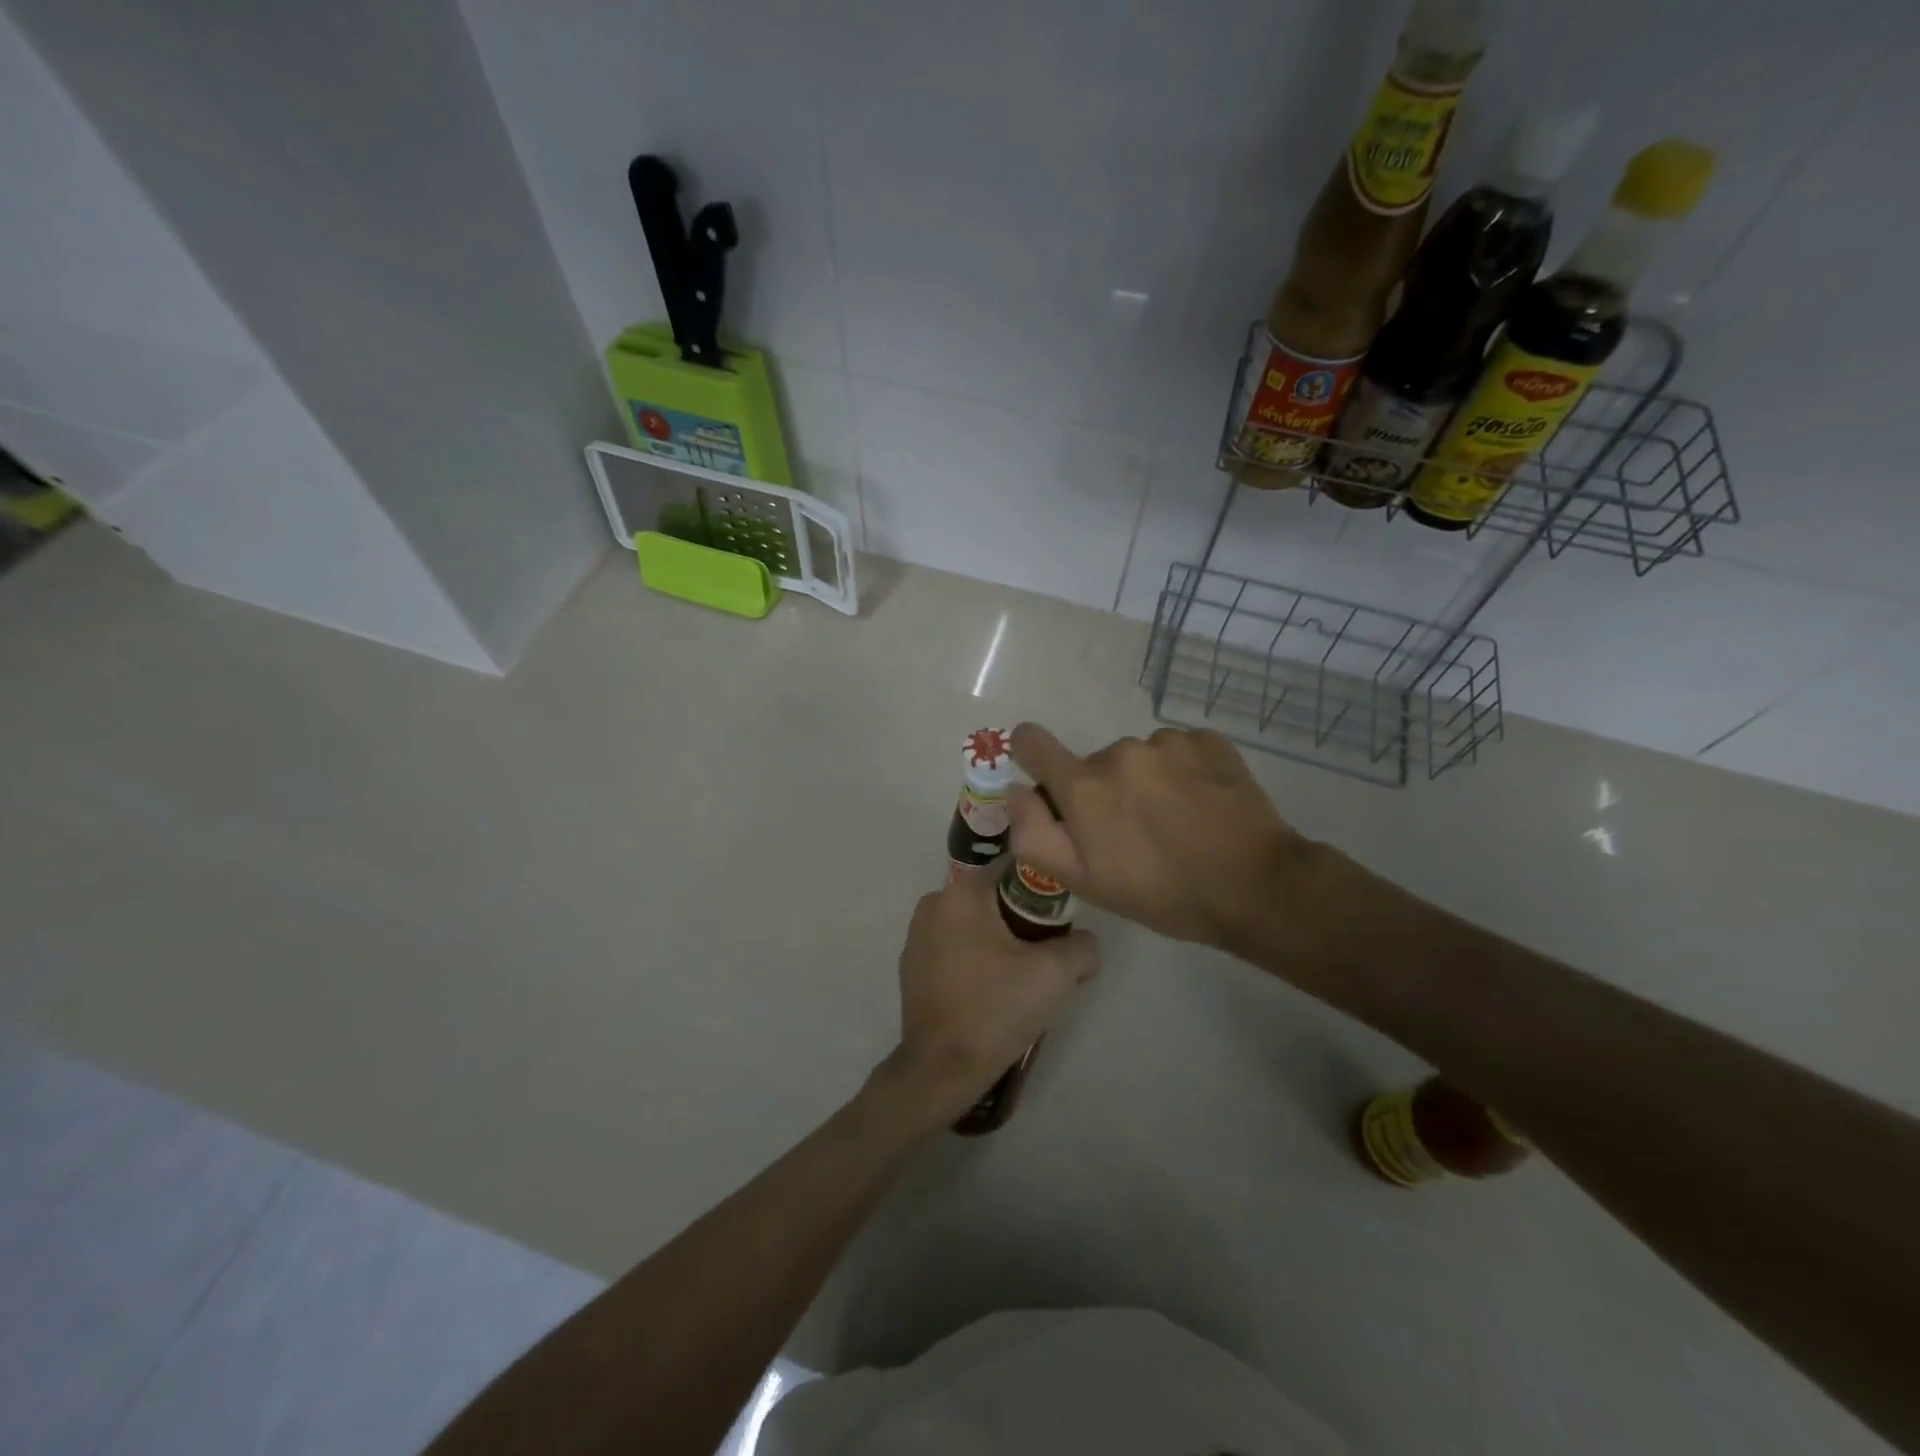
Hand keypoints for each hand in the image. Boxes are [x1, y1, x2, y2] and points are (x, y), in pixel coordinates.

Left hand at [880, 863, 1099, 1123]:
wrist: (941, 1069)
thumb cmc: (996, 1009)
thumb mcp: (1055, 974)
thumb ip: (1083, 946)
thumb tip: (1085, 945)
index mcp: (962, 893)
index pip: (1013, 869)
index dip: (1043, 890)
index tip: (1060, 923)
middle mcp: (933, 903)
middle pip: (993, 897)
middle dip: (1022, 919)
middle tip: (1045, 955)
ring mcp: (917, 935)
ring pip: (973, 923)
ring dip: (998, 940)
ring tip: (1020, 978)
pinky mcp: (912, 965)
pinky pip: (954, 946)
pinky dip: (974, 958)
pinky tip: (989, 991)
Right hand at [1006, 722, 1316, 956]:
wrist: (1256, 886)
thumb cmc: (1162, 893)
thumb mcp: (1085, 882)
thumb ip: (1034, 835)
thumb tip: (1016, 791)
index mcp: (1084, 785)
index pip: (1032, 742)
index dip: (1030, 754)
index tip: (1046, 778)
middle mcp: (1120, 752)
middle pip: (1094, 764)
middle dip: (1103, 793)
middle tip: (1133, 835)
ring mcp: (1168, 742)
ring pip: (1138, 758)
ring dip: (1145, 782)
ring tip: (1176, 822)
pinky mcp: (1208, 741)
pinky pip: (1178, 751)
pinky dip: (1183, 772)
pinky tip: (1203, 805)